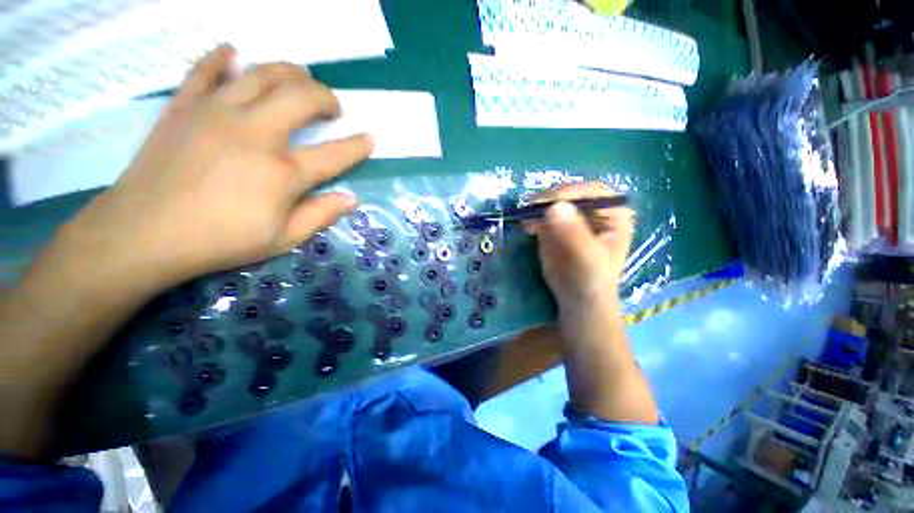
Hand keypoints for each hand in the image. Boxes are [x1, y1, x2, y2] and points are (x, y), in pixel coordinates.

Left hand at [72, 44, 372, 288]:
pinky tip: (233, 54)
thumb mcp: (283, 239)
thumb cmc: (221, 241)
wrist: (144, 233)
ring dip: (289, 71)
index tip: (370, 138)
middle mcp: (256, 132)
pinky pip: (205, 70)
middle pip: (301, 97)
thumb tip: (352, 198)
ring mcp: (217, 113)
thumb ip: (321, 215)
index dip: (358, 146)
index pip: (335, 154)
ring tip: (300, 77)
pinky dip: (221, 58)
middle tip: (333, 107)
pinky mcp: (185, 107)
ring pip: (261, 73)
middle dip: (326, 97)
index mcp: (283, 171)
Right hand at [524, 182, 633, 307]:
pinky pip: (542, 216)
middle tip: (533, 205)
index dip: (575, 192)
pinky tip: (525, 226)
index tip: (553, 201)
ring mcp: (572, 218)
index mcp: (614, 214)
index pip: (595, 192)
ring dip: (538, 207)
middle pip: (572, 194)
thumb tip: (556, 207)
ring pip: (554, 203)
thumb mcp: (587, 258)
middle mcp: (594, 211)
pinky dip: (532, 218)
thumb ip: (574, 233)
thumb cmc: (590, 280)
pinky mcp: (555, 226)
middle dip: (551, 199)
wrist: (576, 298)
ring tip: (525, 214)